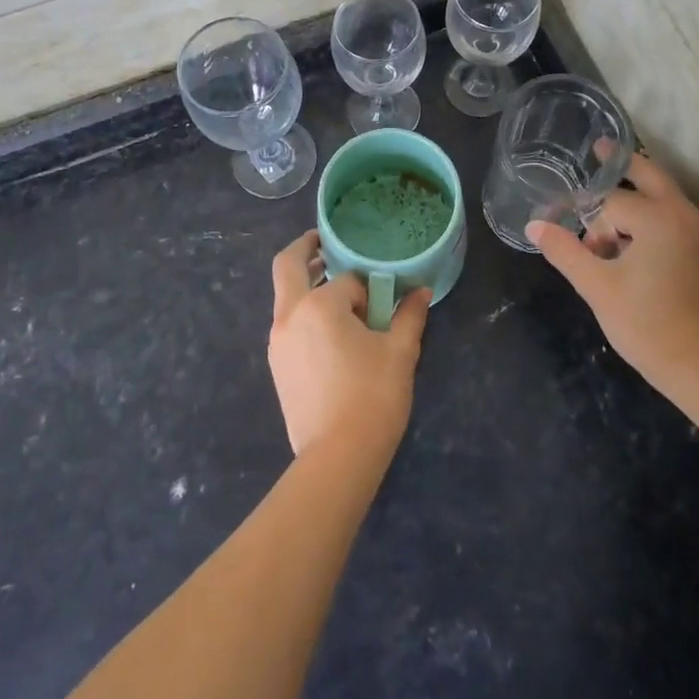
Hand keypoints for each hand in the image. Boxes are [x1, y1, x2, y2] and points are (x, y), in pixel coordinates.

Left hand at [268, 231, 429, 460]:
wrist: (337, 458)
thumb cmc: (373, 398)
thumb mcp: (401, 353)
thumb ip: (410, 316)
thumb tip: (422, 292)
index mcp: (320, 306)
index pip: (345, 279)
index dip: (367, 287)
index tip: (382, 301)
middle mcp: (290, 315)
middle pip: (287, 266)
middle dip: (305, 248)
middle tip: (323, 241)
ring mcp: (278, 341)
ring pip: (285, 296)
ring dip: (305, 284)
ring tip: (335, 293)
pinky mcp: (276, 365)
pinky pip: (287, 323)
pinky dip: (303, 313)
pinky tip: (329, 333)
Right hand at [526, 152, 698, 398]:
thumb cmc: (647, 326)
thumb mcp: (597, 287)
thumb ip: (565, 251)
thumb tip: (534, 225)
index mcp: (659, 219)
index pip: (609, 203)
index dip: (583, 218)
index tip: (563, 232)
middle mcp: (686, 216)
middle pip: (651, 176)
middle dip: (623, 163)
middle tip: (600, 148)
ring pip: (666, 199)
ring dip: (636, 199)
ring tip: (606, 221)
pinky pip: (677, 220)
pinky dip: (653, 218)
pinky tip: (633, 243)